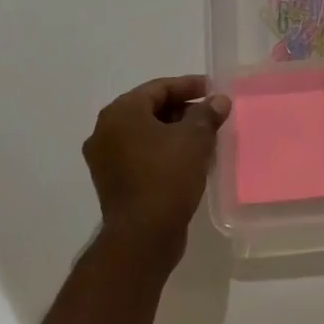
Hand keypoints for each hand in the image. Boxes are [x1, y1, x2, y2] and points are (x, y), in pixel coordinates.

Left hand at [82, 75, 230, 263]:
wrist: (142, 236)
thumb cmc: (167, 176)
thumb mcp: (195, 138)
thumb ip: (207, 113)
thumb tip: (219, 101)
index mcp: (120, 113)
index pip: (159, 88)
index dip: (189, 86)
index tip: (214, 90)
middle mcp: (105, 131)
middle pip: (150, 109)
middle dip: (183, 109)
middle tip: (212, 114)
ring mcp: (106, 159)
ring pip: (146, 134)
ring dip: (175, 132)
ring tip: (206, 137)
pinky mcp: (113, 182)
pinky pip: (142, 155)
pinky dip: (164, 152)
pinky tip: (189, 159)